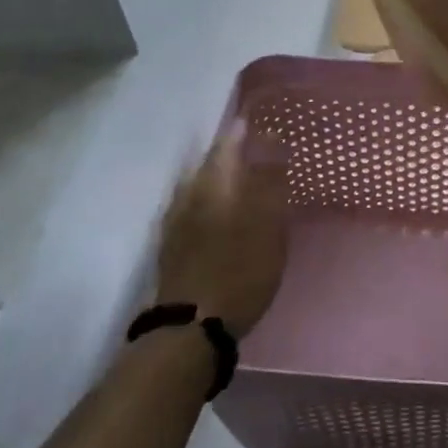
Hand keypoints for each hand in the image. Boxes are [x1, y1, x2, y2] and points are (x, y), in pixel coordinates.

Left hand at [152, 122, 290, 337]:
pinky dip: (214, 200)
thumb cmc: (239, 271)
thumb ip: (270, 181)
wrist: (191, 329)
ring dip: (224, 177)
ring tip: (248, 179)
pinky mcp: (174, 245)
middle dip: (235, 152)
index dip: (246, 128)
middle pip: (212, 161)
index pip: (229, 141)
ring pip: (202, 184)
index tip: (266, 118)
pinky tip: (226, 211)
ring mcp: (176, 221)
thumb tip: (274, 141)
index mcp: (213, 183)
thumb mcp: (268, 225)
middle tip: (263, 149)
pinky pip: (196, 206)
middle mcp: (189, 194)